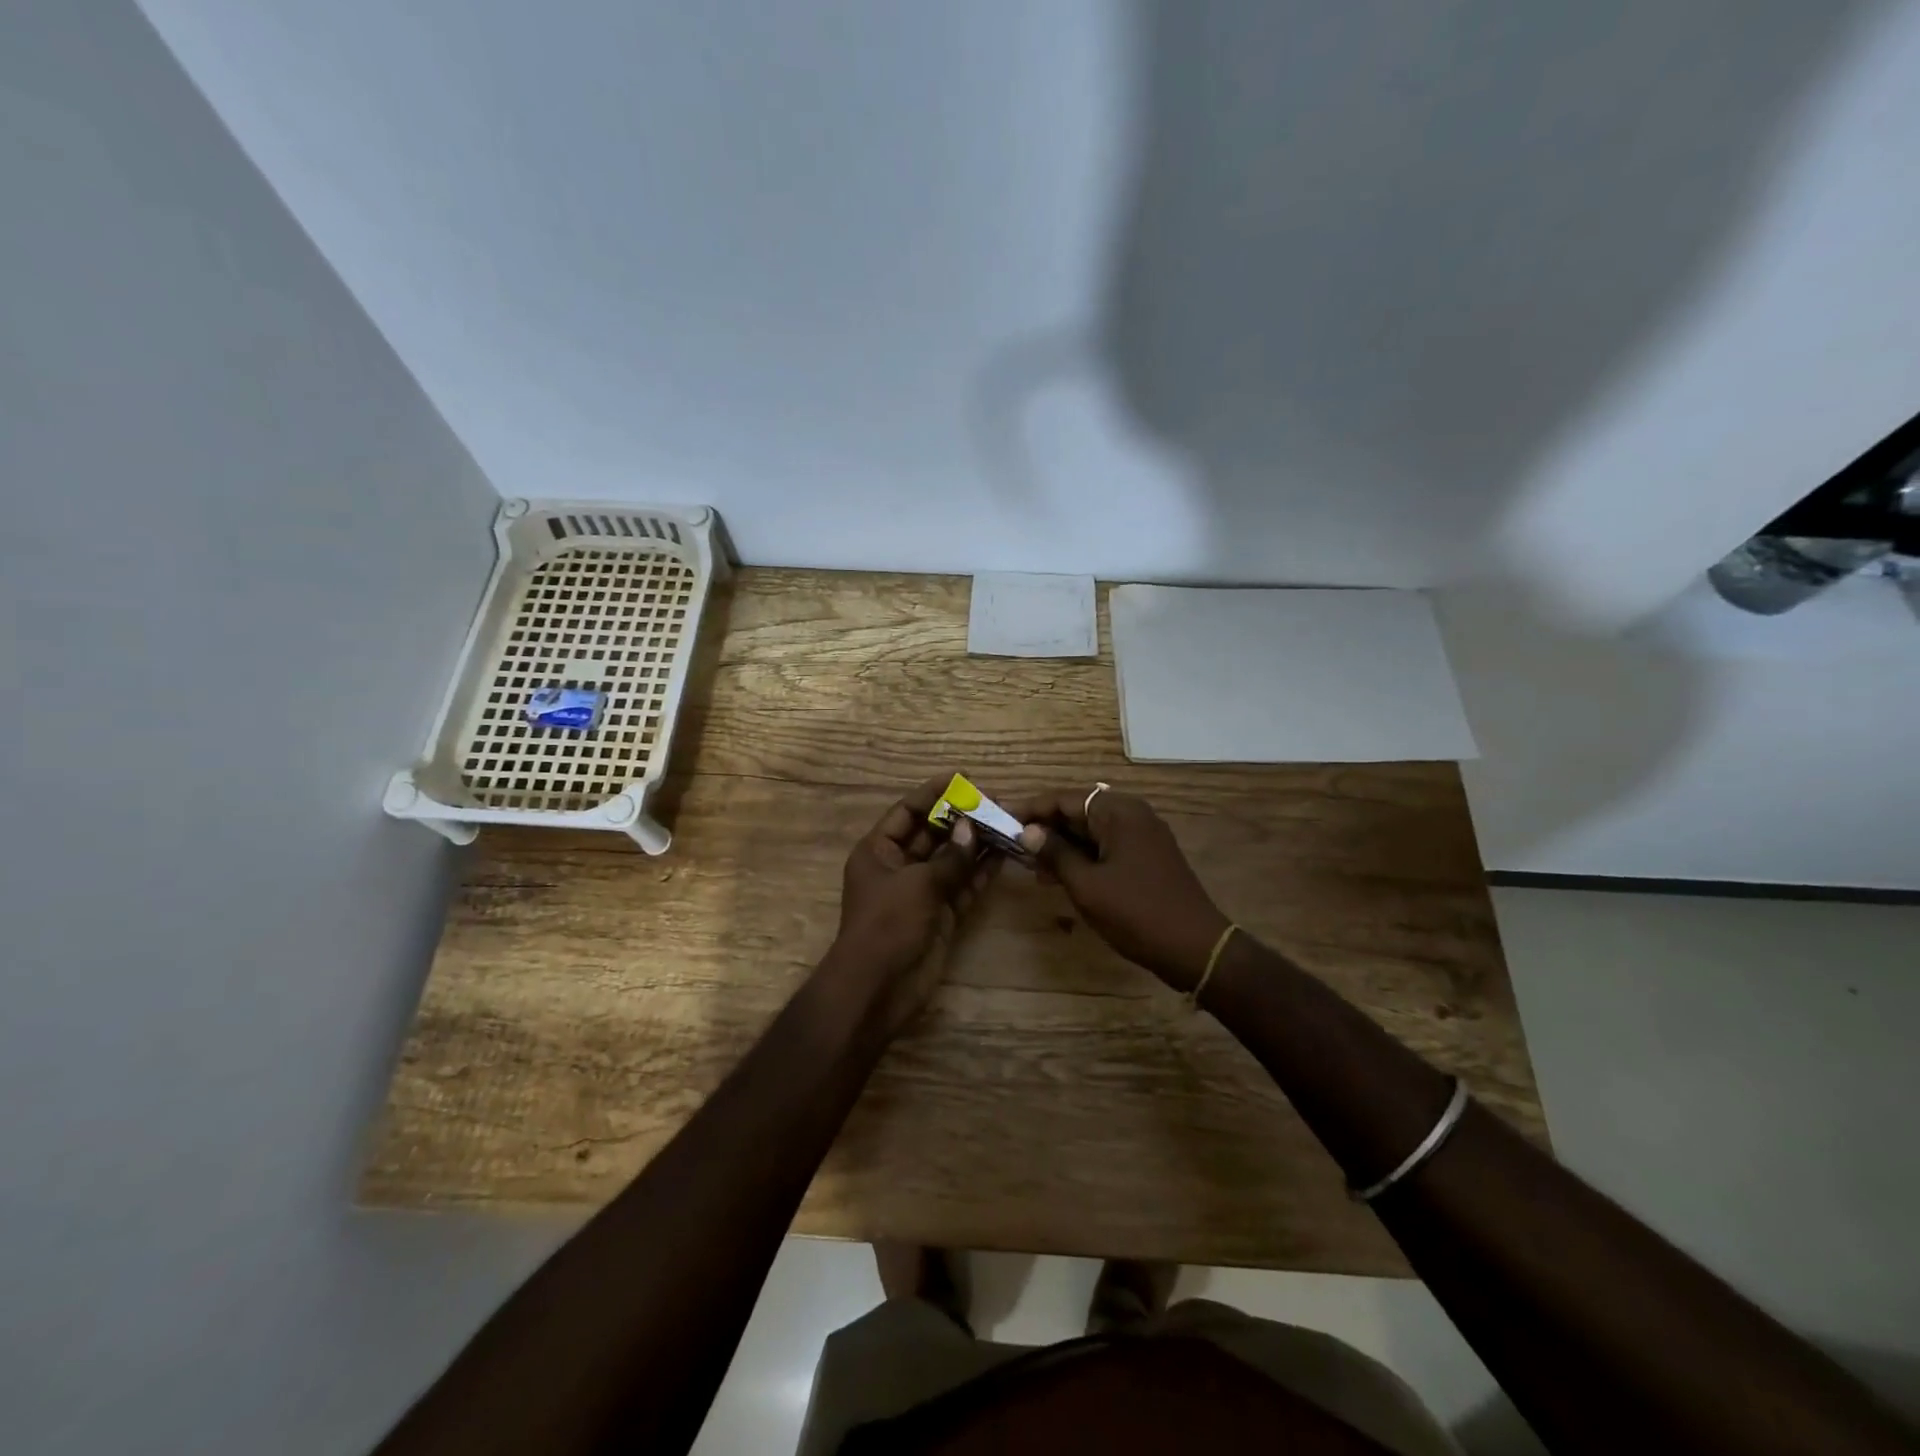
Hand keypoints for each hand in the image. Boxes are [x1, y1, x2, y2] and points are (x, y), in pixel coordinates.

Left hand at [825, 776, 997, 1034]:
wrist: (879, 988)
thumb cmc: (888, 925)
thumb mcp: (918, 884)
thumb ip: (950, 858)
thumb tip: (972, 829)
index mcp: (879, 851)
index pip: (907, 812)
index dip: (932, 794)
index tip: (961, 778)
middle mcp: (900, 867)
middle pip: (933, 834)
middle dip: (961, 818)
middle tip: (994, 801)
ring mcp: (922, 892)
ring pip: (952, 860)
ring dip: (976, 844)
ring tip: (1006, 823)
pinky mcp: (941, 915)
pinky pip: (963, 886)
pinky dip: (981, 873)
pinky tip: (1004, 855)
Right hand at [1013, 787, 1228, 991]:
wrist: (1196, 948)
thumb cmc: (1136, 912)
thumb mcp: (1087, 884)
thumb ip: (1055, 853)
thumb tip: (1027, 832)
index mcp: (1119, 812)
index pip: (1065, 799)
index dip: (1032, 809)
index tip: (1003, 822)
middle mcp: (1133, 814)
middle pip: (1079, 811)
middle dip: (1046, 828)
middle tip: (1014, 847)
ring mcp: (1143, 836)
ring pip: (1092, 831)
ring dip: (1062, 845)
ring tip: (1032, 867)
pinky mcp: (1148, 857)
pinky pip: (1107, 846)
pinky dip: (1083, 857)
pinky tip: (1061, 876)